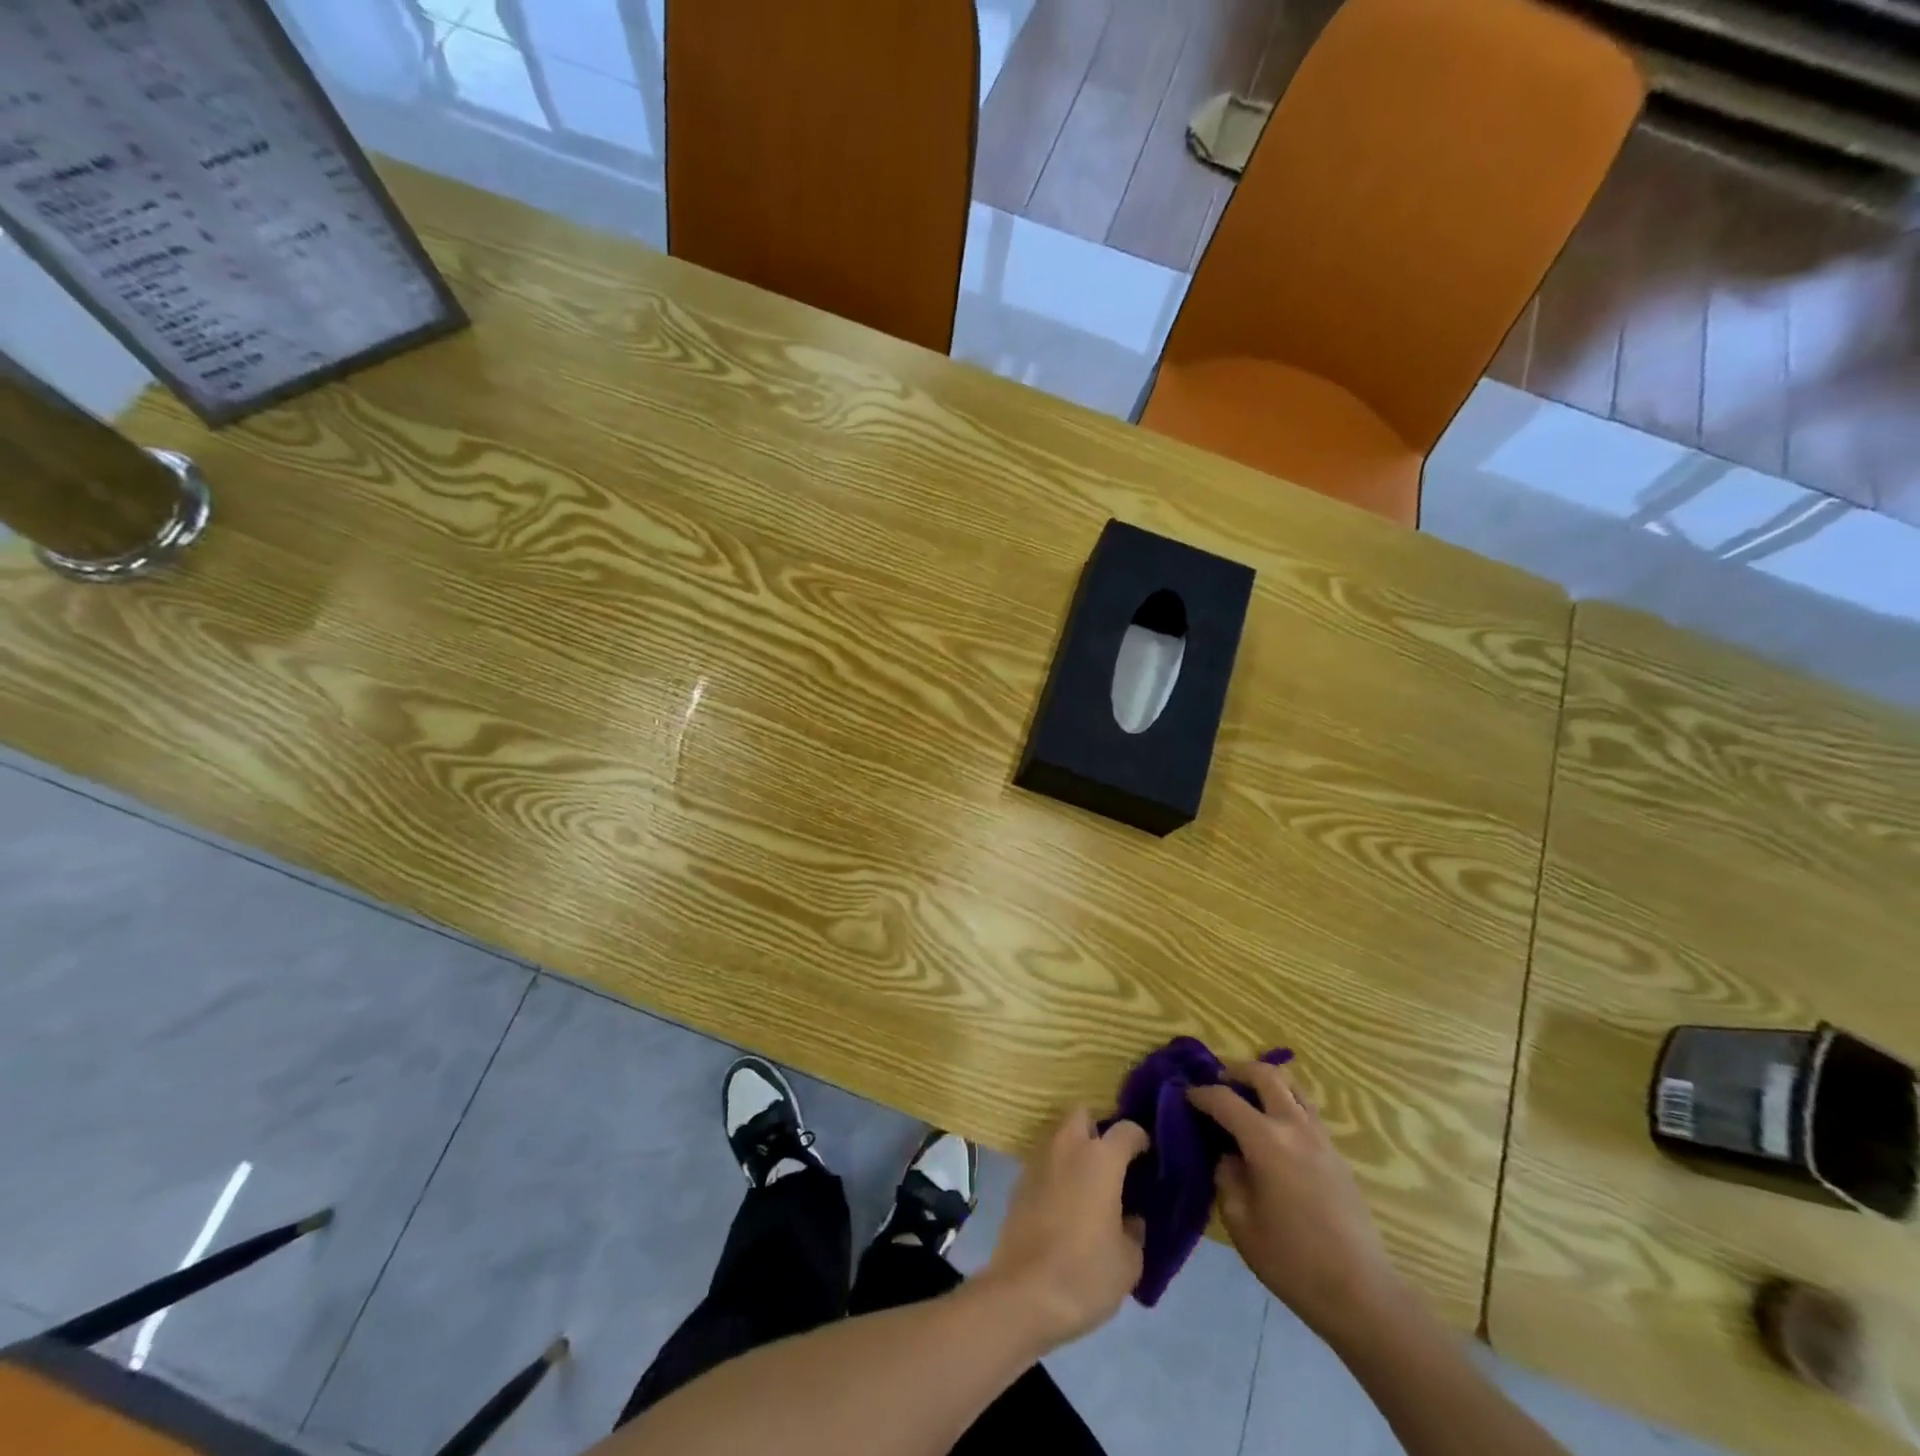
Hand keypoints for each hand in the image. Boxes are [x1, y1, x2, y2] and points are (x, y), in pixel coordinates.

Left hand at [978, 1109, 1147, 1350]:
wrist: (1023, 1294)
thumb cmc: (1085, 1273)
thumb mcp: (1129, 1262)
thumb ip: (1134, 1231)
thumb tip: (1130, 1219)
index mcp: (1100, 1158)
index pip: (1127, 1129)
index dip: (1141, 1139)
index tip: (1148, 1158)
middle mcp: (1068, 1147)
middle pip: (1083, 1114)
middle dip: (1099, 1129)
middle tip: (1113, 1162)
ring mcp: (1039, 1161)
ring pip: (1060, 1136)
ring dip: (1075, 1150)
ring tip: (1089, 1185)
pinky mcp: (1019, 1182)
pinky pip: (1045, 1163)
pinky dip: (1057, 1173)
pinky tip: (1065, 1204)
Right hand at [1188, 1061, 1399, 1345]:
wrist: (1361, 1294)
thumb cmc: (1293, 1261)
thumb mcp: (1241, 1222)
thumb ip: (1227, 1177)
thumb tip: (1228, 1155)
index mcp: (1266, 1141)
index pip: (1225, 1099)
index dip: (1201, 1094)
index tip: (1185, 1096)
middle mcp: (1295, 1127)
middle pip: (1265, 1075)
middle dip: (1236, 1070)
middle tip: (1217, 1081)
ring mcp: (1321, 1138)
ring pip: (1292, 1086)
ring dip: (1266, 1082)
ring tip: (1247, 1096)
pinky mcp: (1337, 1154)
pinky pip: (1306, 1110)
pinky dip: (1285, 1102)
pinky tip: (1274, 1128)